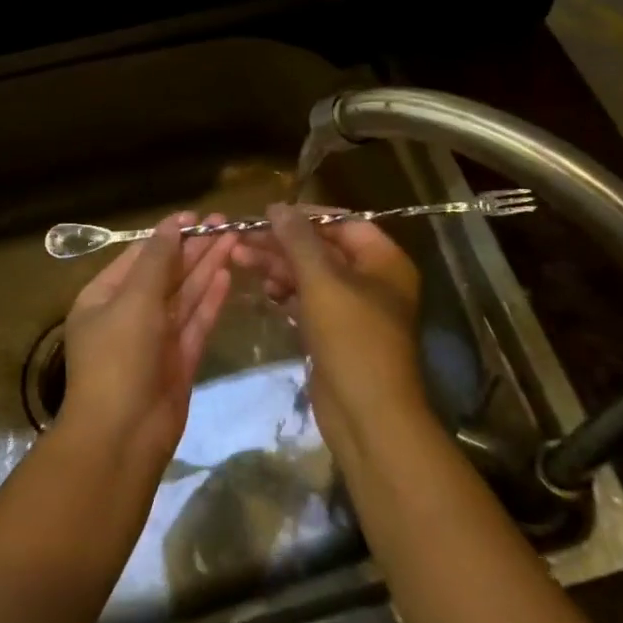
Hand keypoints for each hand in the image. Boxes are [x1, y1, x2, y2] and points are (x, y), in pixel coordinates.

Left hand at [59, 211, 235, 471]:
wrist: (122, 436)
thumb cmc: (119, 358)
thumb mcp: (134, 300)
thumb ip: (158, 261)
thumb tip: (172, 225)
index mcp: (103, 298)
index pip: (139, 257)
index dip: (168, 235)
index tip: (196, 216)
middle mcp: (129, 315)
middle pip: (166, 274)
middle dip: (193, 248)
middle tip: (225, 222)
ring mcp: (156, 339)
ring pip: (185, 295)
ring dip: (207, 268)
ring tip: (233, 239)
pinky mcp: (179, 360)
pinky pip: (196, 322)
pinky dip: (210, 299)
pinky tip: (227, 274)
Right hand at [234, 204, 425, 456]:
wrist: (368, 416)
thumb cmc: (352, 338)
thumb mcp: (322, 281)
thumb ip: (298, 240)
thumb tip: (277, 207)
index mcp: (383, 261)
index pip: (342, 223)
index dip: (305, 216)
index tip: (267, 214)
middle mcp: (372, 280)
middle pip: (322, 249)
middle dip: (282, 243)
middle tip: (241, 238)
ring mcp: (354, 309)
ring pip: (311, 276)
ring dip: (278, 266)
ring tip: (239, 259)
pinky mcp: (336, 334)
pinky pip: (308, 302)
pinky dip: (286, 293)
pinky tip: (262, 289)